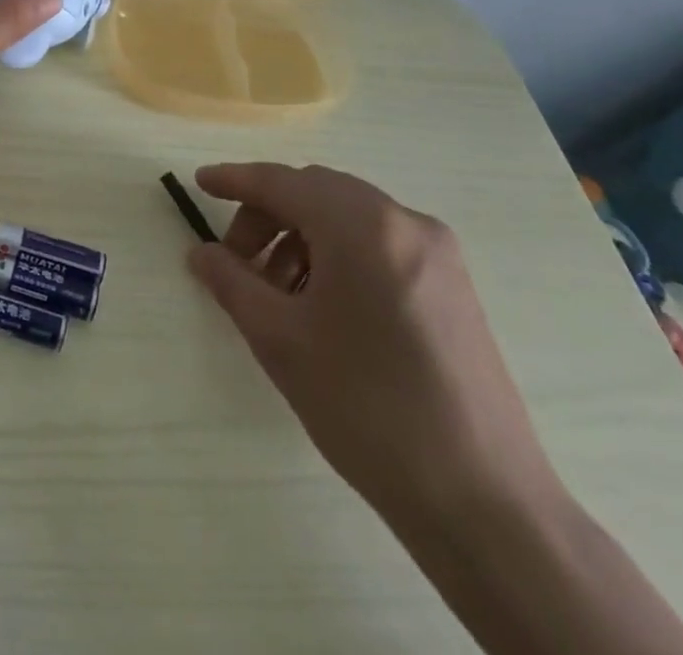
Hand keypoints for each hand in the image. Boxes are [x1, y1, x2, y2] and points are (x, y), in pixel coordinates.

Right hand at [187, 163, 560, 522]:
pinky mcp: (452, 283)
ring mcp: (436, 251)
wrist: (483, 502)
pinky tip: (322, 303)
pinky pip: (379, 242)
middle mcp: (404, 221)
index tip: (199, 182)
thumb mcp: (280, 340)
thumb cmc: (367, 409)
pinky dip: (338, 253)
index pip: (282, 182)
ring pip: (348, 216)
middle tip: (236, 260)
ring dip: (301, 236)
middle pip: (316, 192)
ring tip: (277, 291)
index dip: (235, 180)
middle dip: (268, 215)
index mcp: (362, 226)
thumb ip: (231, 281)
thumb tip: (201, 253)